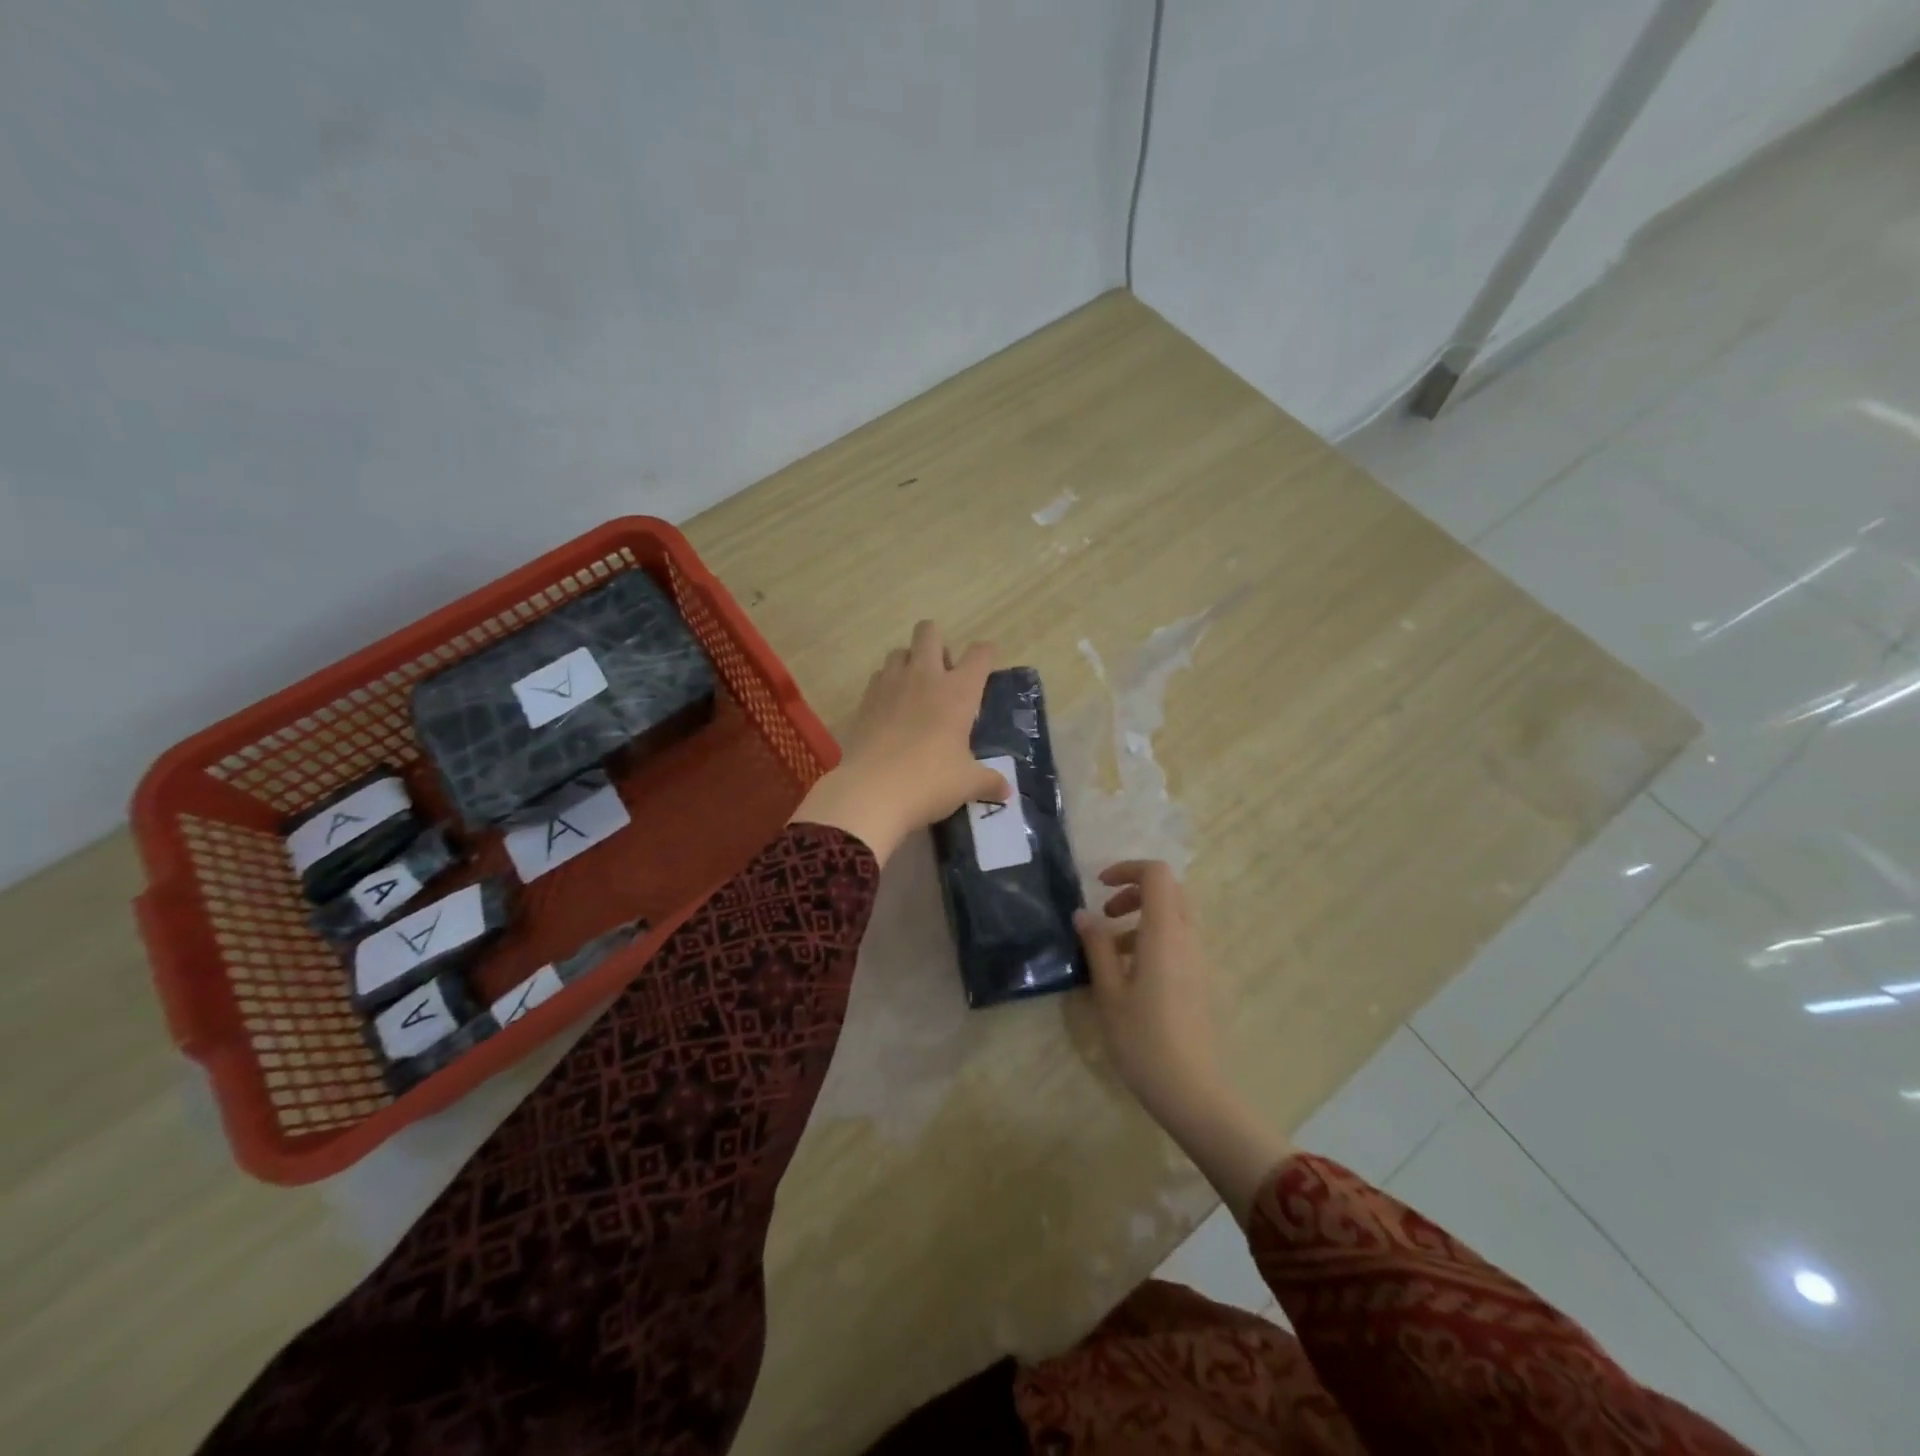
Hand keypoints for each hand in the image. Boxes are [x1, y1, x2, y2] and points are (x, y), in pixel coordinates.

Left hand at [790, 621, 1009, 863]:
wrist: (870, 792)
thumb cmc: (929, 782)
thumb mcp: (967, 784)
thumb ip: (988, 782)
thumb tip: (1006, 792)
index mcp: (957, 691)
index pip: (979, 654)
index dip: (985, 655)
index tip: (985, 668)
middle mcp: (924, 677)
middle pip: (929, 632)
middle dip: (937, 643)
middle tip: (943, 675)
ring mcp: (890, 685)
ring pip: (899, 651)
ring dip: (909, 662)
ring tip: (915, 690)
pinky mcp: (864, 700)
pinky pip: (878, 677)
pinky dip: (886, 685)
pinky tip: (891, 710)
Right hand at [1075, 861, 1222, 1123]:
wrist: (1193, 1092)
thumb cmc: (1143, 1040)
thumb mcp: (1109, 992)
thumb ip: (1096, 947)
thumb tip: (1083, 915)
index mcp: (1165, 933)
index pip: (1156, 874)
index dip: (1127, 869)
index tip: (1099, 887)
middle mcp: (1188, 938)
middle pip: (1169, 891)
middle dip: (1134, 892)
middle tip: (1105, 914)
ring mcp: (1199, 960)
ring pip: (1174, 917)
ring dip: (1142, 918)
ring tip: (1111, 950)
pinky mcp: (1201, 980)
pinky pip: (1179, 941)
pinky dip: (1153, 939)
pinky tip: (1130, 975)